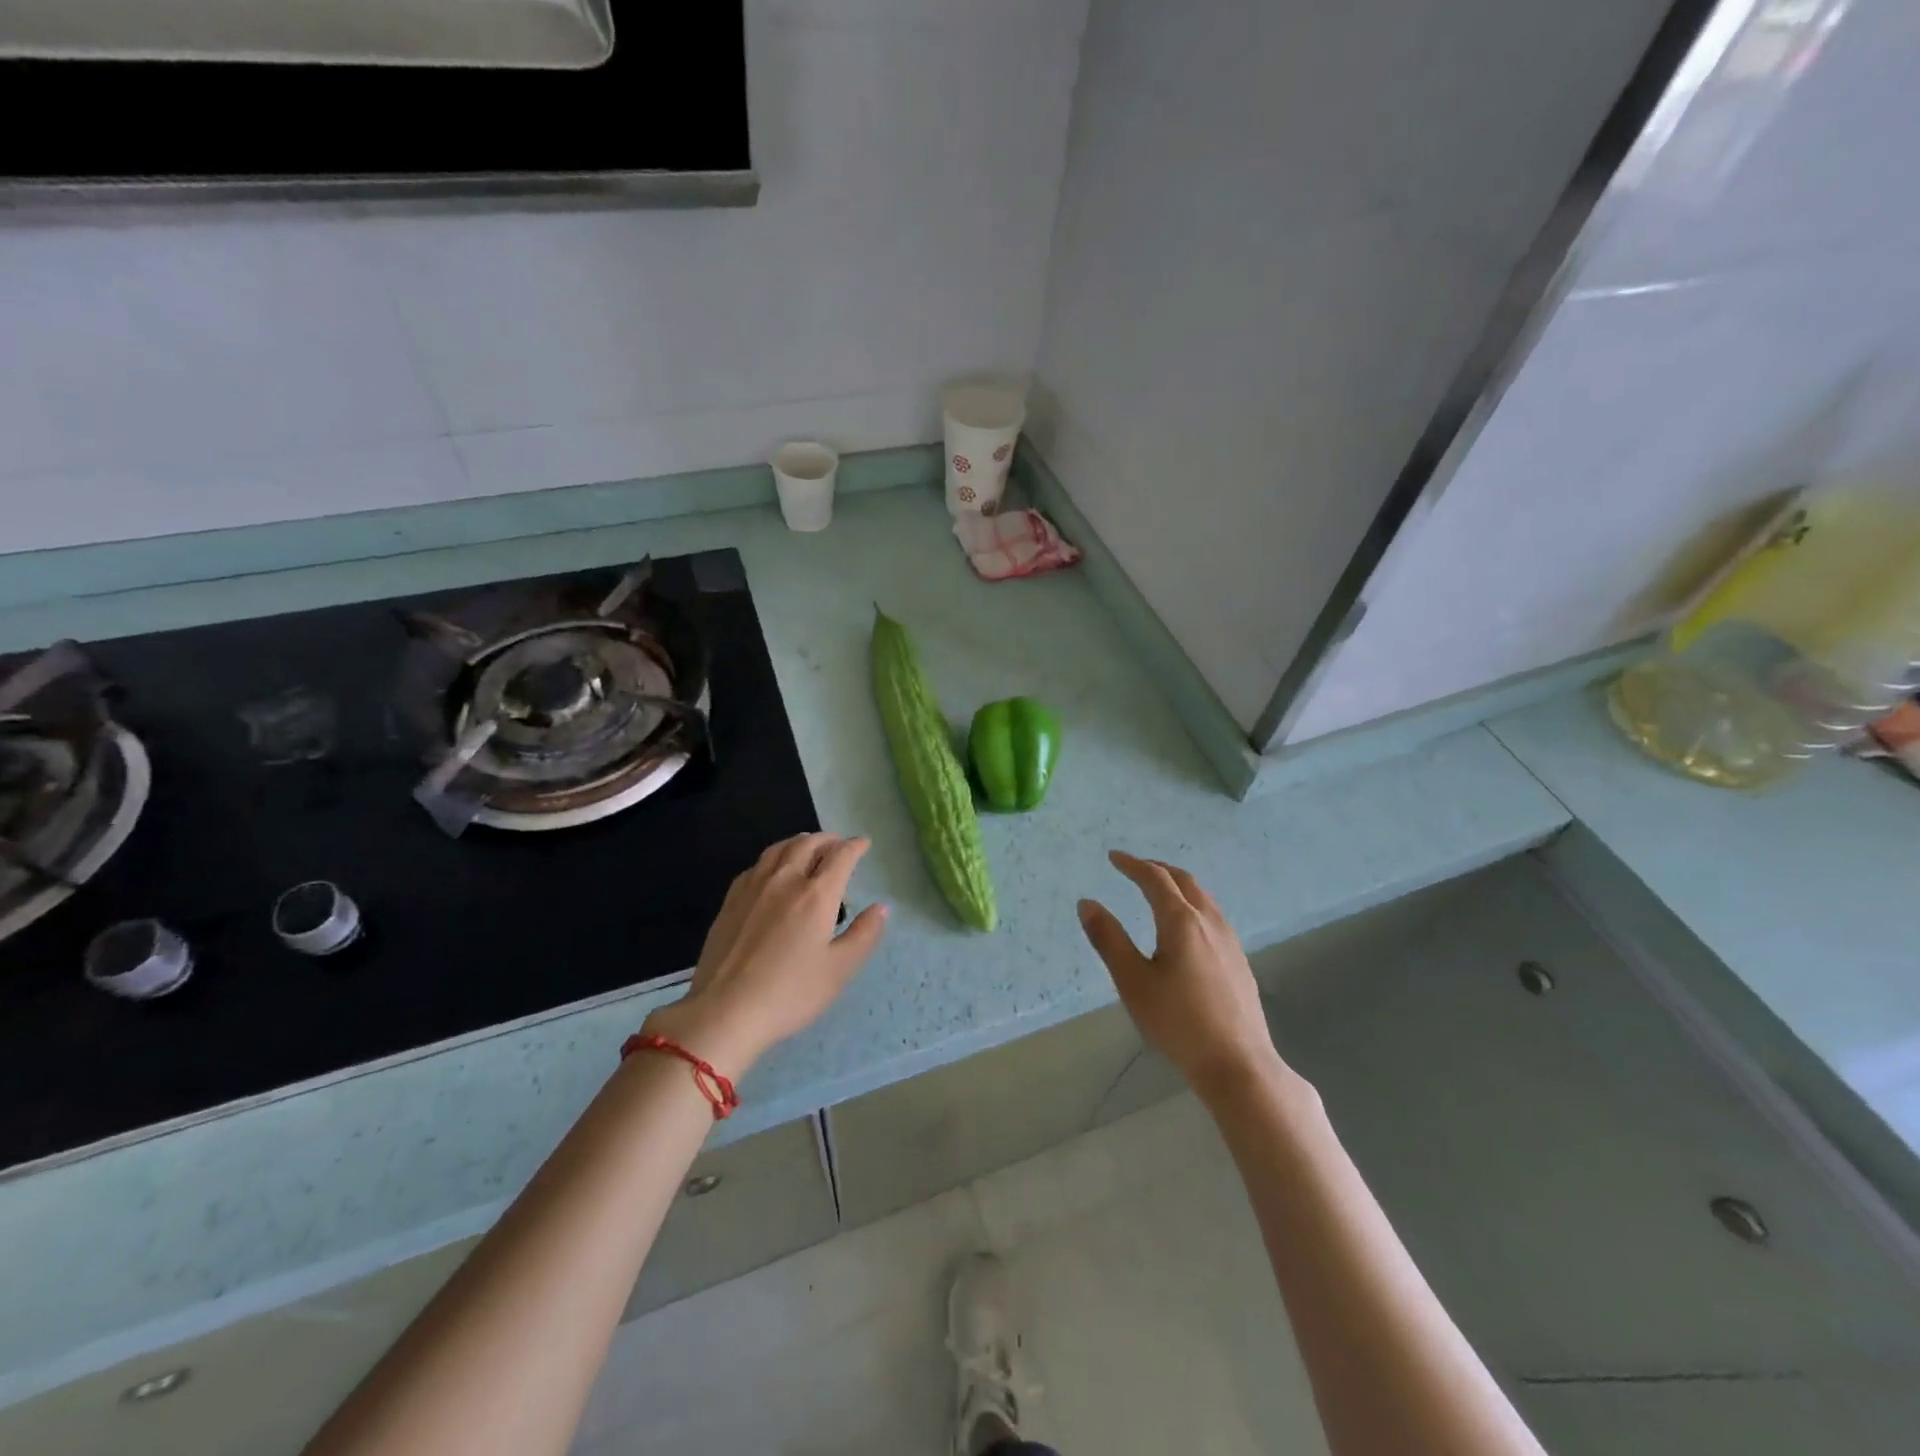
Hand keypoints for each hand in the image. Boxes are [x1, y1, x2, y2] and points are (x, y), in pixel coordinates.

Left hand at [644, 833, 887, 1079]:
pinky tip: (773, 870)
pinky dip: (774, 857)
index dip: (855, 846)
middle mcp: (785, 880)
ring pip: (779, 849)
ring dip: (800, 842)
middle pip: (808, 844)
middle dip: (828, 839)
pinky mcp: (731, 900)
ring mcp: (754, 887)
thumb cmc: (790, 993)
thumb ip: (864, 934)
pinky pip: (757, 865)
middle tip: (839, 844)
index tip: (864, 843)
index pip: (840, 856)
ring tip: (809, 847)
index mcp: (816, 895)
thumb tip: (880, 908)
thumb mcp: (840, 970)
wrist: (725, 1011)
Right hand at [1078, 851, 1295, 1107]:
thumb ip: (1109, 939)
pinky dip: (1192, 902)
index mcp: (1180, 921)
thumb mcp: (1133, 981)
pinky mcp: (1239, 959)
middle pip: (1183, 880)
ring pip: (1202, 896)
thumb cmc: (1178, 1022)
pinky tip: (1186, 925)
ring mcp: (1229, 940)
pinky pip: (1212, 914)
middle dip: (1157, 868)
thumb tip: (1087, 903)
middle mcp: (1208, 921)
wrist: (1238, 1063)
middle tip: (1134, 868)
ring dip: (1177, 884)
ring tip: (1158, 890)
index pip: (1155, 879)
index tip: (1113, 857)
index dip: (1133, 865)